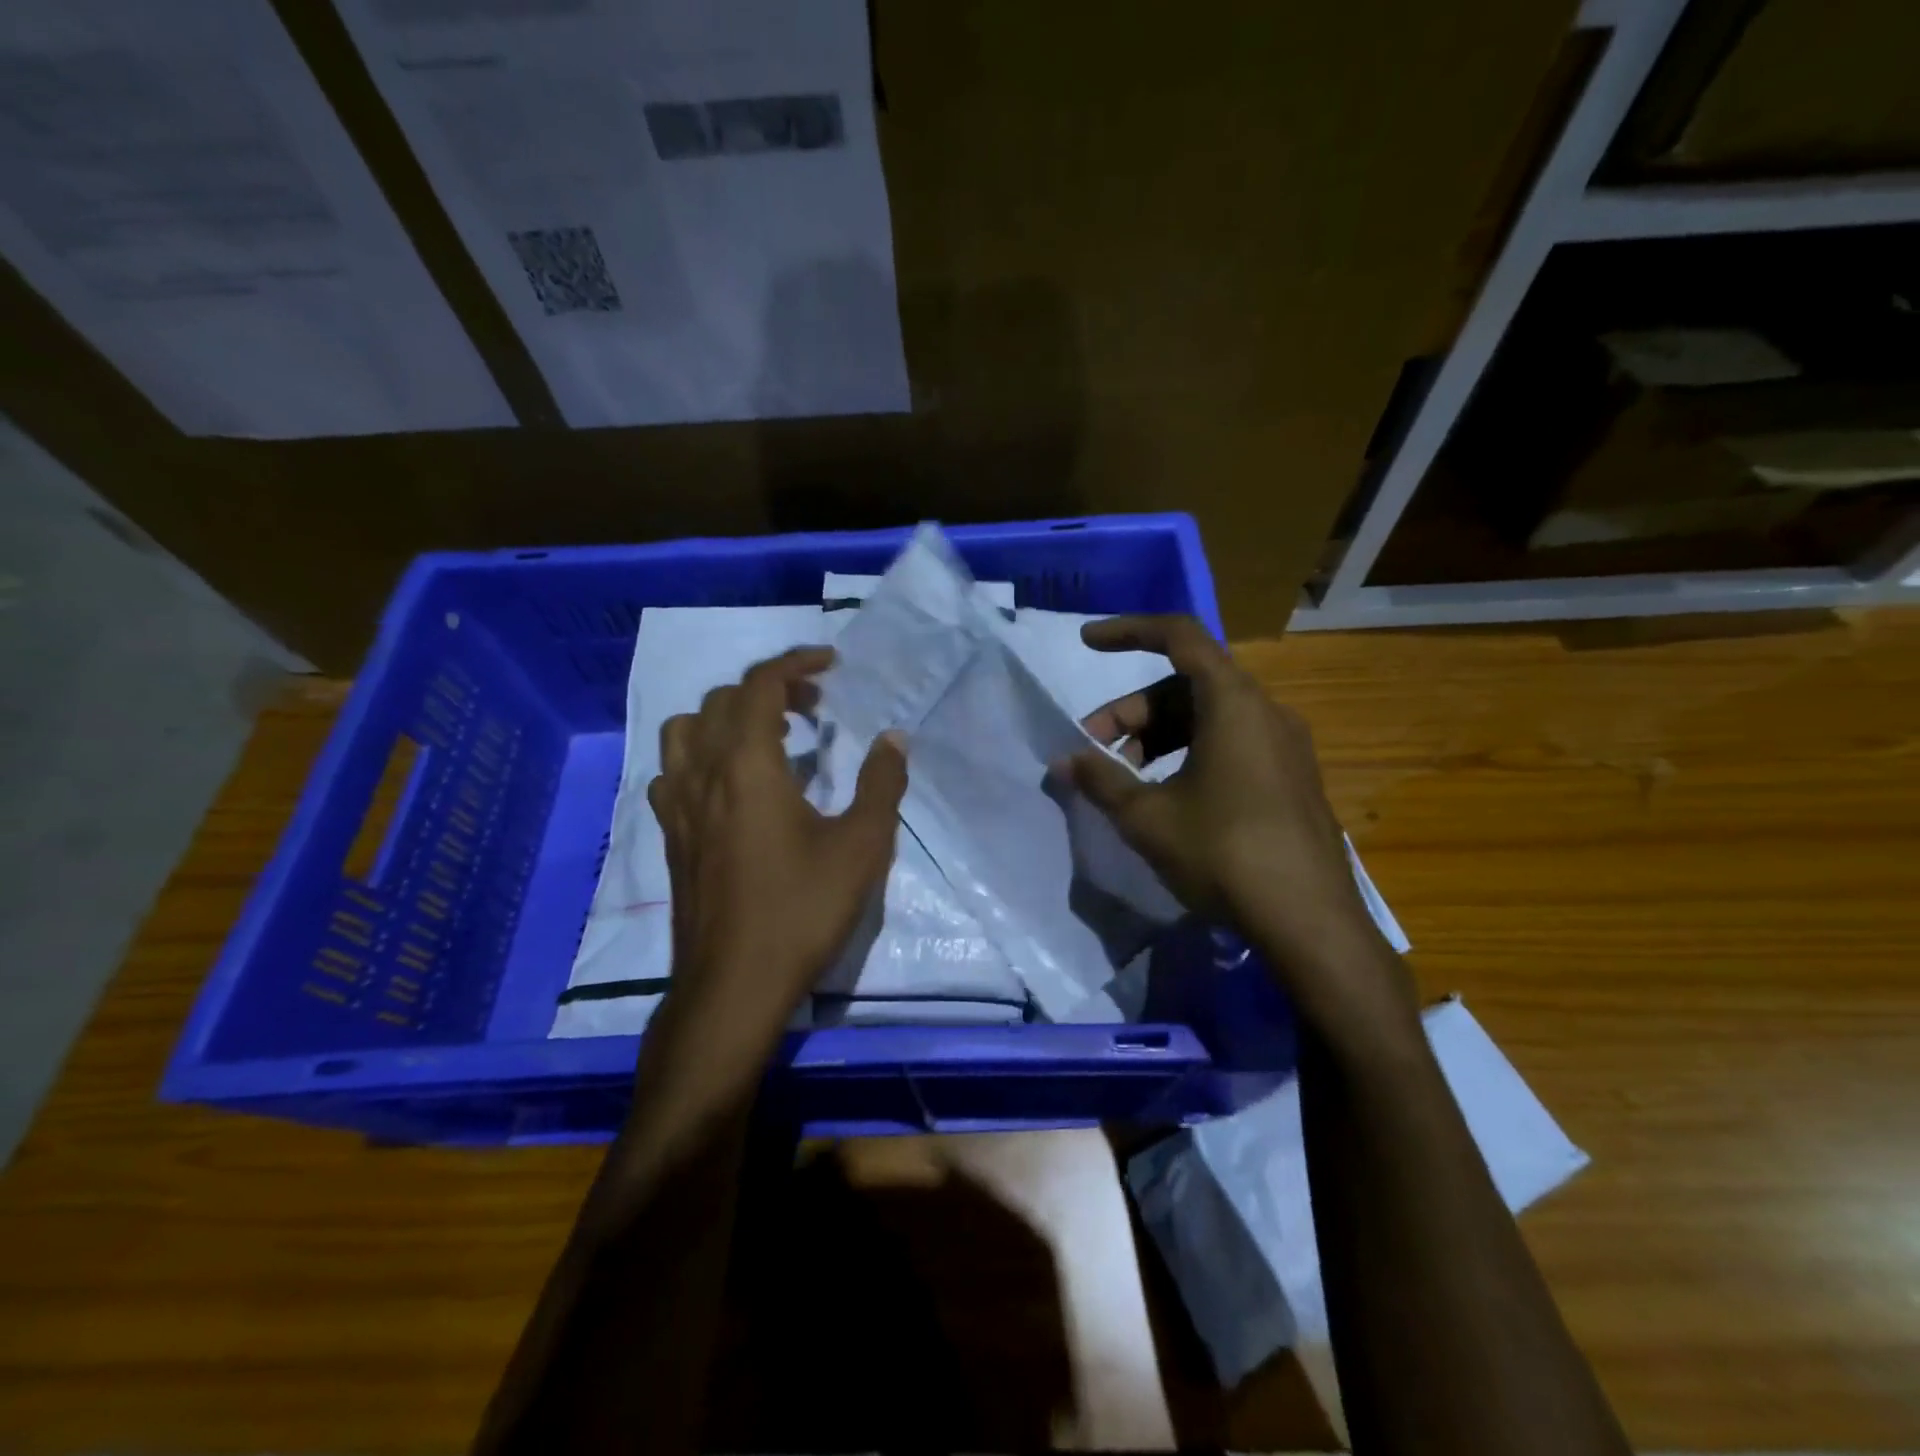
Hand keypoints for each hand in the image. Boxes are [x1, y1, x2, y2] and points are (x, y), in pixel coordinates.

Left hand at [647, 647, 906, 1073]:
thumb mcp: (861, 846)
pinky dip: (700, 754)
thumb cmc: (801, 910)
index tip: (832, 663)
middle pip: (724, 700)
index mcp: (748, 765)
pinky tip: (729, 784)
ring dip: (726, 715)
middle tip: (814, 707)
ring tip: (767, 737)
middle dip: (771, 688)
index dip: (797, 661)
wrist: (733, 985)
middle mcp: (704, 772)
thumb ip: (880, 783)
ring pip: (686, 729)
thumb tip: (893, 737)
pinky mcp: (670, 835)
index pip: (761, 684)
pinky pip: (673, 770)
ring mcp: (678, 805)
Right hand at [1066, 616, 1404, 1017]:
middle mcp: (1265, 711)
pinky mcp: (1291, 777)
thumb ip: (1101, 780)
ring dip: (1159, 735)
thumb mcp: (1148, 817)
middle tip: (1094, 748)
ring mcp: (1284, 745)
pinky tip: (1169, 795)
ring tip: (1127, 777)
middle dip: (1133, 709)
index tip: (1087, 642)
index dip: (1128, 631)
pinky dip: (1190, 752)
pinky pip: (1231, 741)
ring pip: (1208, 715)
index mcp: (1233, 702)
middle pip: (1187, 683)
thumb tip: (1064, 761)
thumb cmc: (1223, 853)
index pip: (1178, 636)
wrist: (1309, 922)